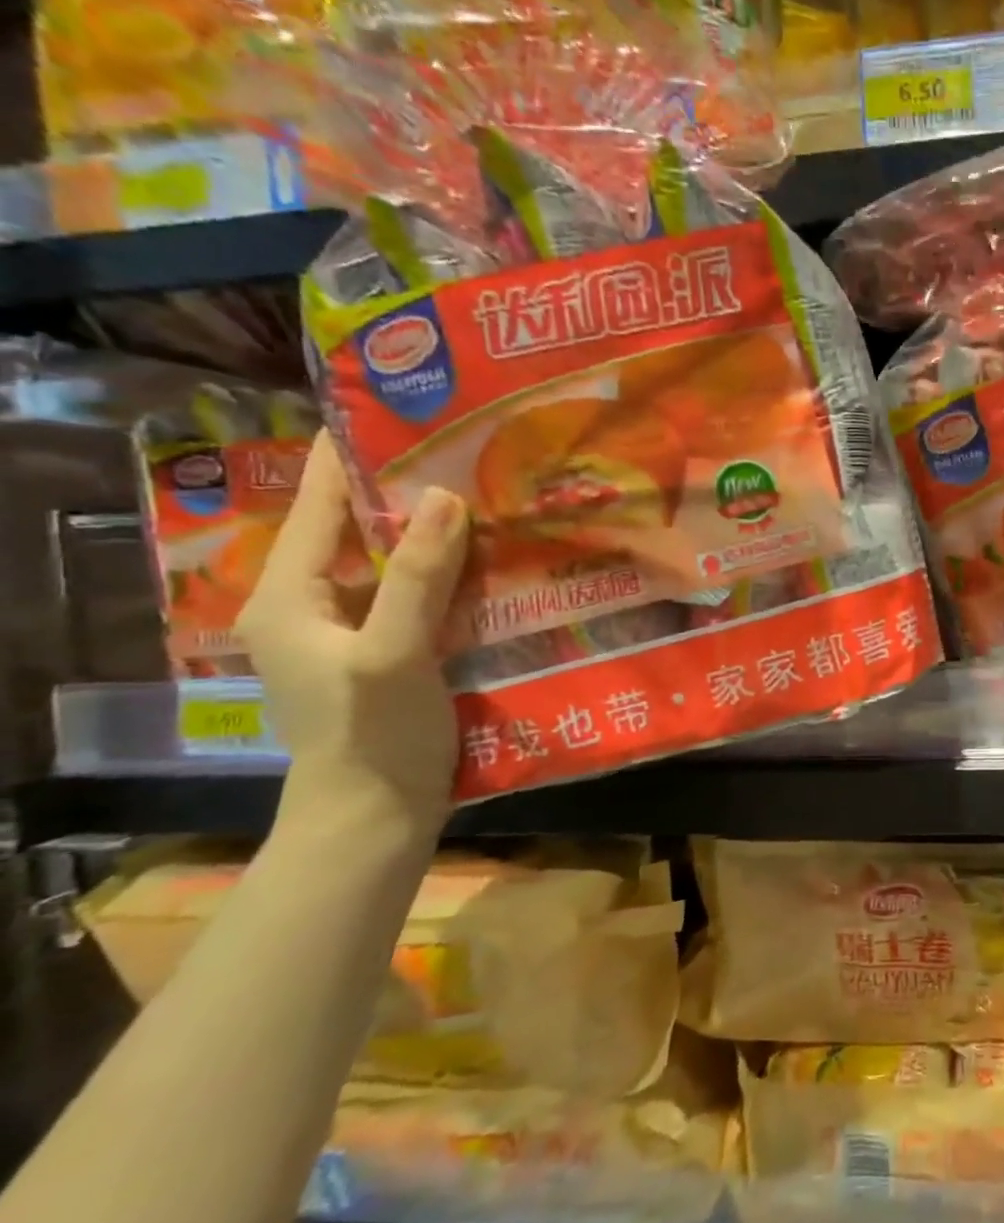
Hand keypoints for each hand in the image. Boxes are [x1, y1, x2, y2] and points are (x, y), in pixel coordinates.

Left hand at [238, 433, 470, 827]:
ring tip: (490, 493)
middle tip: (467, 449)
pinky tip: (494, 559)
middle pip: (359, 529)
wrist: (377, 812)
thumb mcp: (392, 652)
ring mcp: (355, 628)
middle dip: (408, 491)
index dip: (352, 457)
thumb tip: (444, 496)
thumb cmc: (372, 733)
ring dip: (436, 533)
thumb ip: (415, 576)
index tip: (399, 410)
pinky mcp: (391, 649)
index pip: (319, 504)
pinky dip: (452, 573)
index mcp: (290, 595)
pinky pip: (420, 594)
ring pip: (395, 562)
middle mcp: (315, 602)